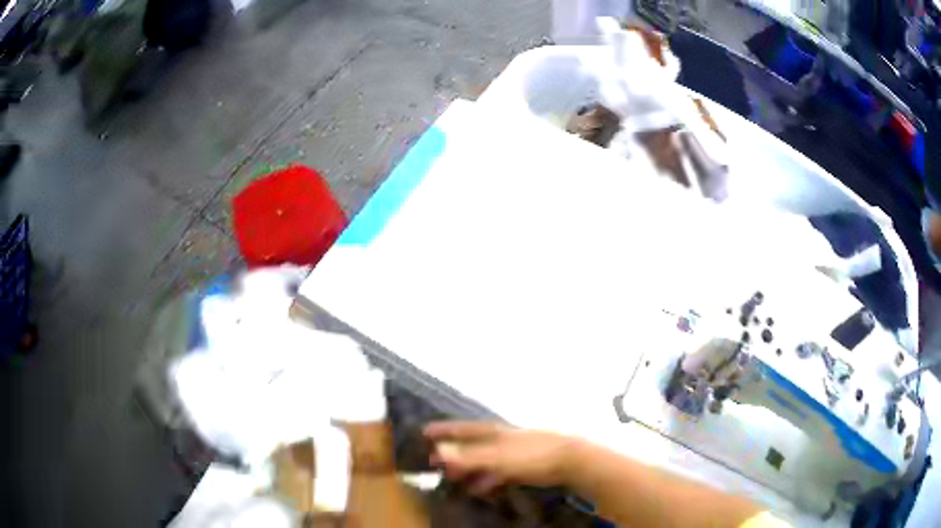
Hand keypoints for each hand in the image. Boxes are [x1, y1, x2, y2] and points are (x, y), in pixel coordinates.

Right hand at [423, 421, 578, 494]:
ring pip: (481, 459)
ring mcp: (509, 452)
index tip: (423, 433)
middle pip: (469, 444)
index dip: (442, 431)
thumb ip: (469, 456)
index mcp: (491, 432)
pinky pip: (494, 471)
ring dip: (466, 468)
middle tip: (432, 462)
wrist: (568, 459)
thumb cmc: (530, 455)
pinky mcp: (519, 465)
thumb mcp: (497, 457)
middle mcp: (498, 439)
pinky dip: (484, 478)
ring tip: (451, 478)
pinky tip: (478, 488)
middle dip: (451, 452)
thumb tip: (438, 451)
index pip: (460, 428)